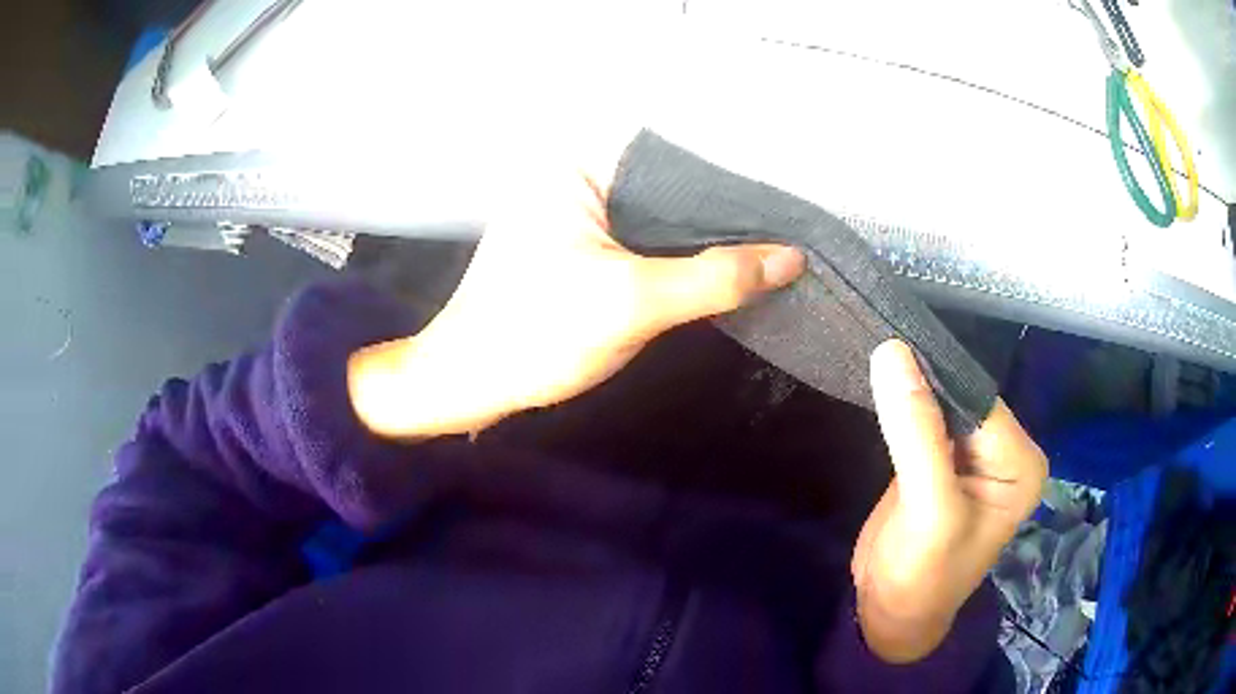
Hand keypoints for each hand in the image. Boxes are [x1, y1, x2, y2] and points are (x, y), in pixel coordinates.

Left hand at [348, 167, 804, 437]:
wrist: (472, 382)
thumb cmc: (536, 334)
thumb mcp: (632, 302)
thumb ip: (714, 277)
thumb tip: (791, 257)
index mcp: (577, 166)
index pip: (674, 158)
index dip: (732, 181)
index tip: (785, 203)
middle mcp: (576, 175)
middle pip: (669, 186)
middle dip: (721, 211)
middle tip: (785, 226)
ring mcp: (576, 210)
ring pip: (658, 215)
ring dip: (702, 235)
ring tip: (768, 241)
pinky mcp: (578, 243)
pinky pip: (642, 237)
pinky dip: (677, 252)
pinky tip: (719, 262)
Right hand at [854, 340, 1047, 662]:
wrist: (889, 616)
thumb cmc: (921, 577)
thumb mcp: (927, 511)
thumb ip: (916, 433)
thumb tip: (892, 352)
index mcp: (1021, 463)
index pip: (979, 399)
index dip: (937, 376)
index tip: (891, 346)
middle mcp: (1006, 453)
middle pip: (962, 397)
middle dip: (923, 379)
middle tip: (878, 347)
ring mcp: (975, 456)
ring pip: (942, 404)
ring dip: (910, 388)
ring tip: (875, 357)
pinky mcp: (944, 461)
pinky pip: (926, 419)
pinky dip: (903, 405)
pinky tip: (882, 388)